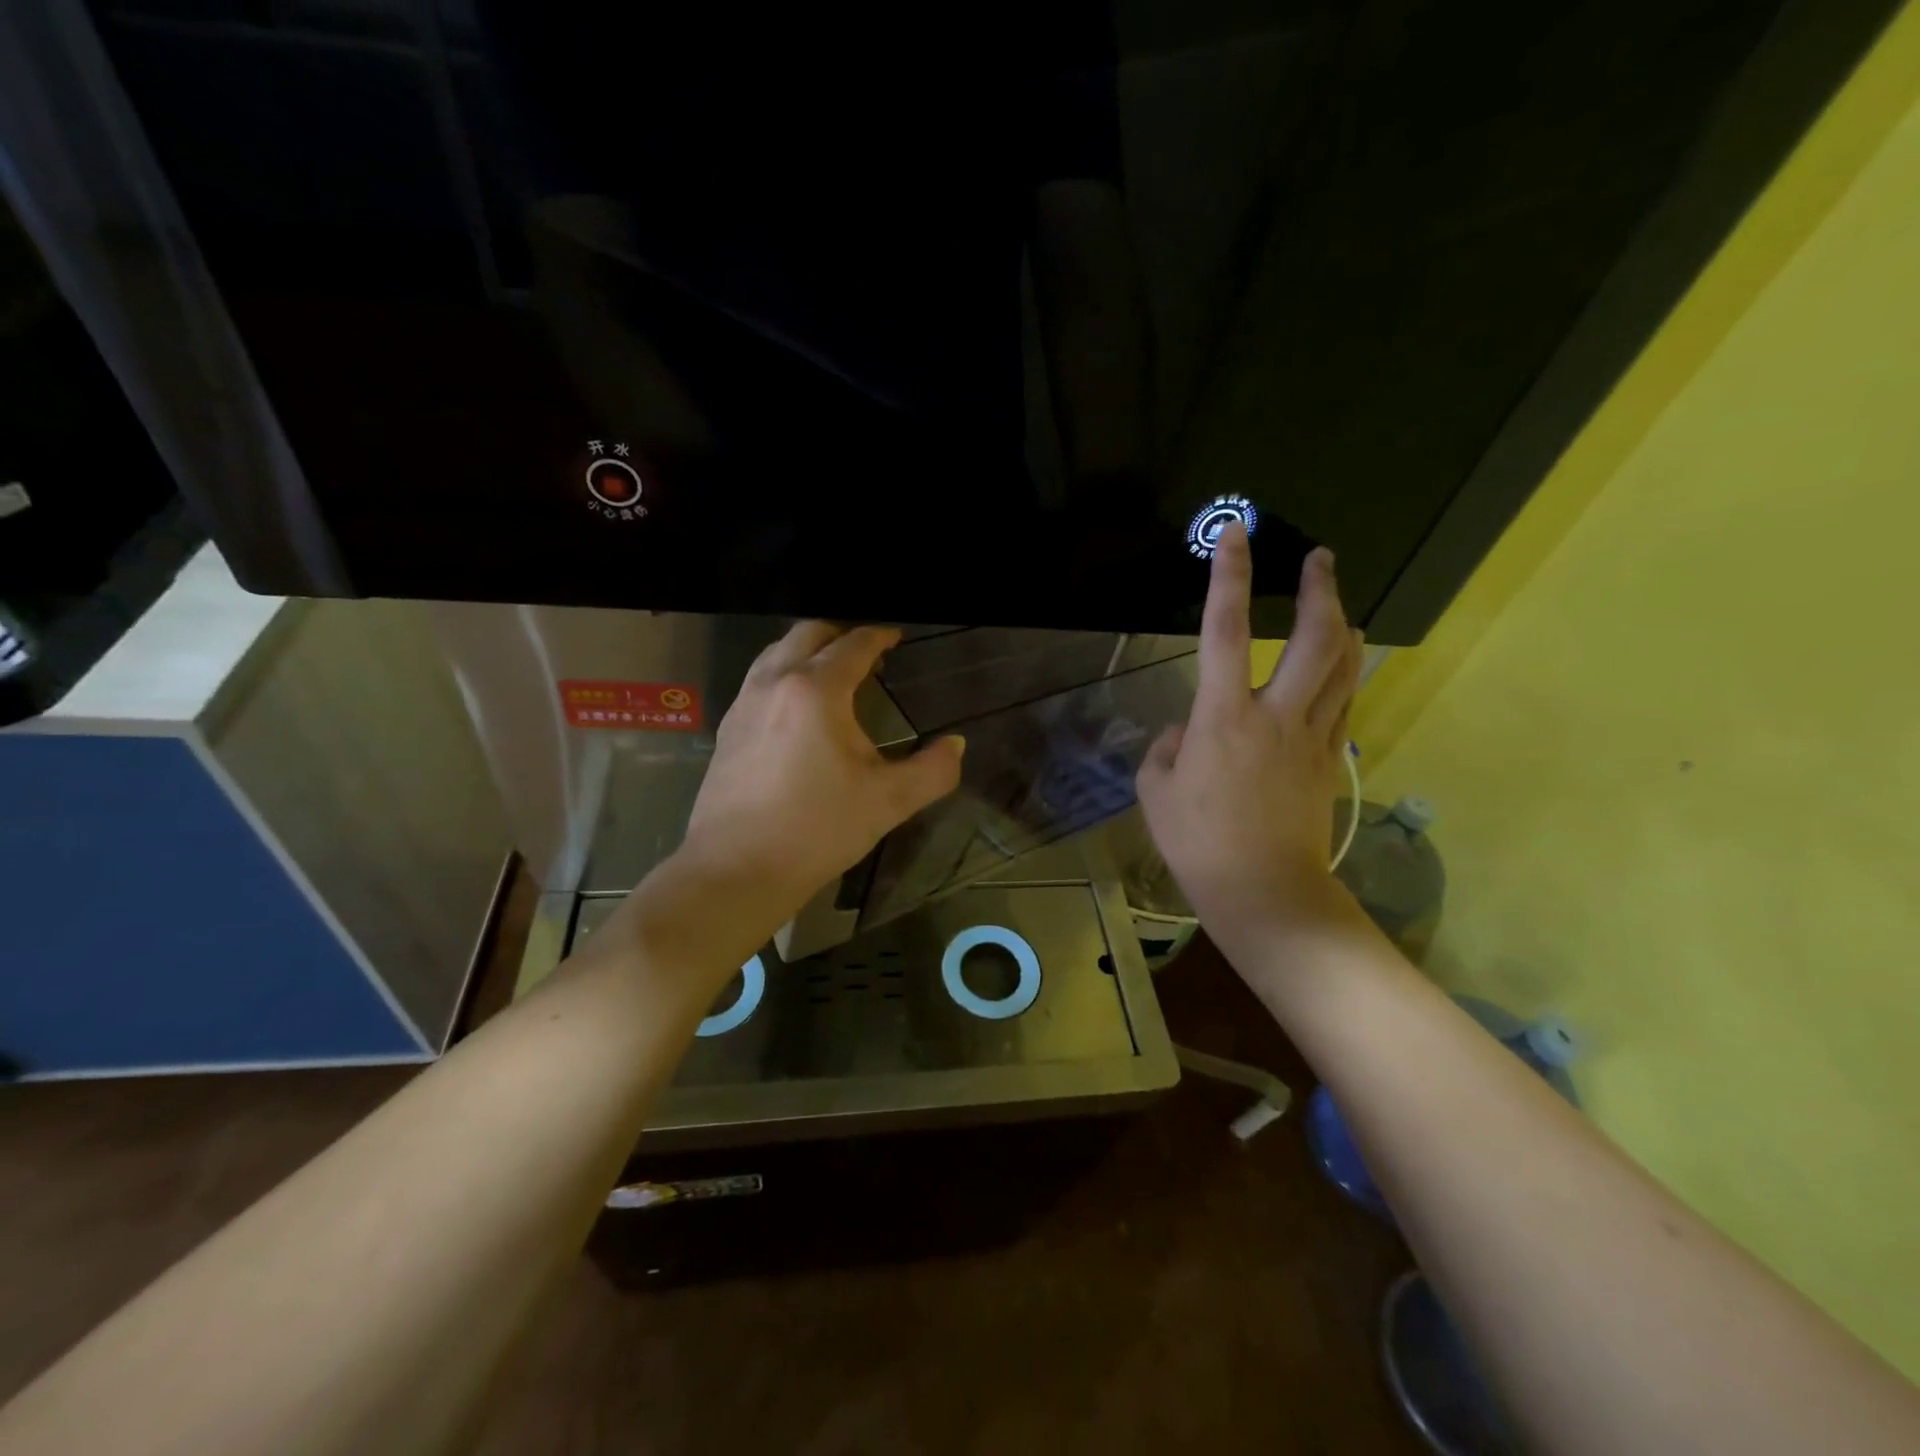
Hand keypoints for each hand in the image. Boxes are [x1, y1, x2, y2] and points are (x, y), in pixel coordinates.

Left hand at [678, 622, 964, 938]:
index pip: (853, 646)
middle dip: (840, 634)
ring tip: (833, 673)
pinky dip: (784, 674)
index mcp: (816, 691)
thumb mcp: (889, 802)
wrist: (737, 869)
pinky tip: (798, 709)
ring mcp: (744, 704)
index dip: (879, 637)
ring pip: (776, 653)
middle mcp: (775, 683)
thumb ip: (933, 770)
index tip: (895, 637)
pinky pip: (758, 679)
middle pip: (807, 634)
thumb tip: (956, 745)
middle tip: (867, 653)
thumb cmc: (818, 830)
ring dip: (807, 650)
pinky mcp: (726, 729)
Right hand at [1136, 524, 1363, 964]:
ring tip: (1335, 602)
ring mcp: (1312, 737)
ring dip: (1342, 624)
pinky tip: (1339, 665)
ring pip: (1344, 665)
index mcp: (1223, 718)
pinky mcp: (1330, 760)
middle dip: (1320, 590)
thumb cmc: (1198, 843)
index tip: (1236, 534)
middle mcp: (1276, 715)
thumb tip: (1187, 732)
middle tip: (1320, 558)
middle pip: (1315, 638)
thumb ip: (1168, 749)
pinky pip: (1343, 702)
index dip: (1229, 578)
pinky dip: (1344, 672)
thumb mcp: (1155, 791)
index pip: (1226, 631)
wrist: (1264, 892)